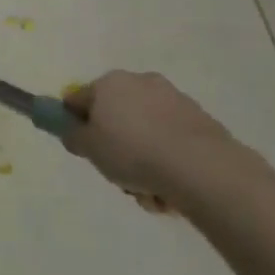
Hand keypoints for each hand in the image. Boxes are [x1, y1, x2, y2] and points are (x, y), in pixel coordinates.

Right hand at [62, 71, 237, 212]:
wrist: (200, 167)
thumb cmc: (132, 152)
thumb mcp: (89, 148)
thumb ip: (73, 136)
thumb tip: (74, 130)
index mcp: (109, 83)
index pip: (79, 99)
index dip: (76, 124)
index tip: (84, 149)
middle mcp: (140, 82)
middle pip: (116, 117)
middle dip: (116, 147)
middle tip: (118, 174)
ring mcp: (173, 99)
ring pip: (145, 133)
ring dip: (143, 161)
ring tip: (149, 192)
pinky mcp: (199, 120)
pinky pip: (171, 142)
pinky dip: (168, 163)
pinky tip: (171, 190)